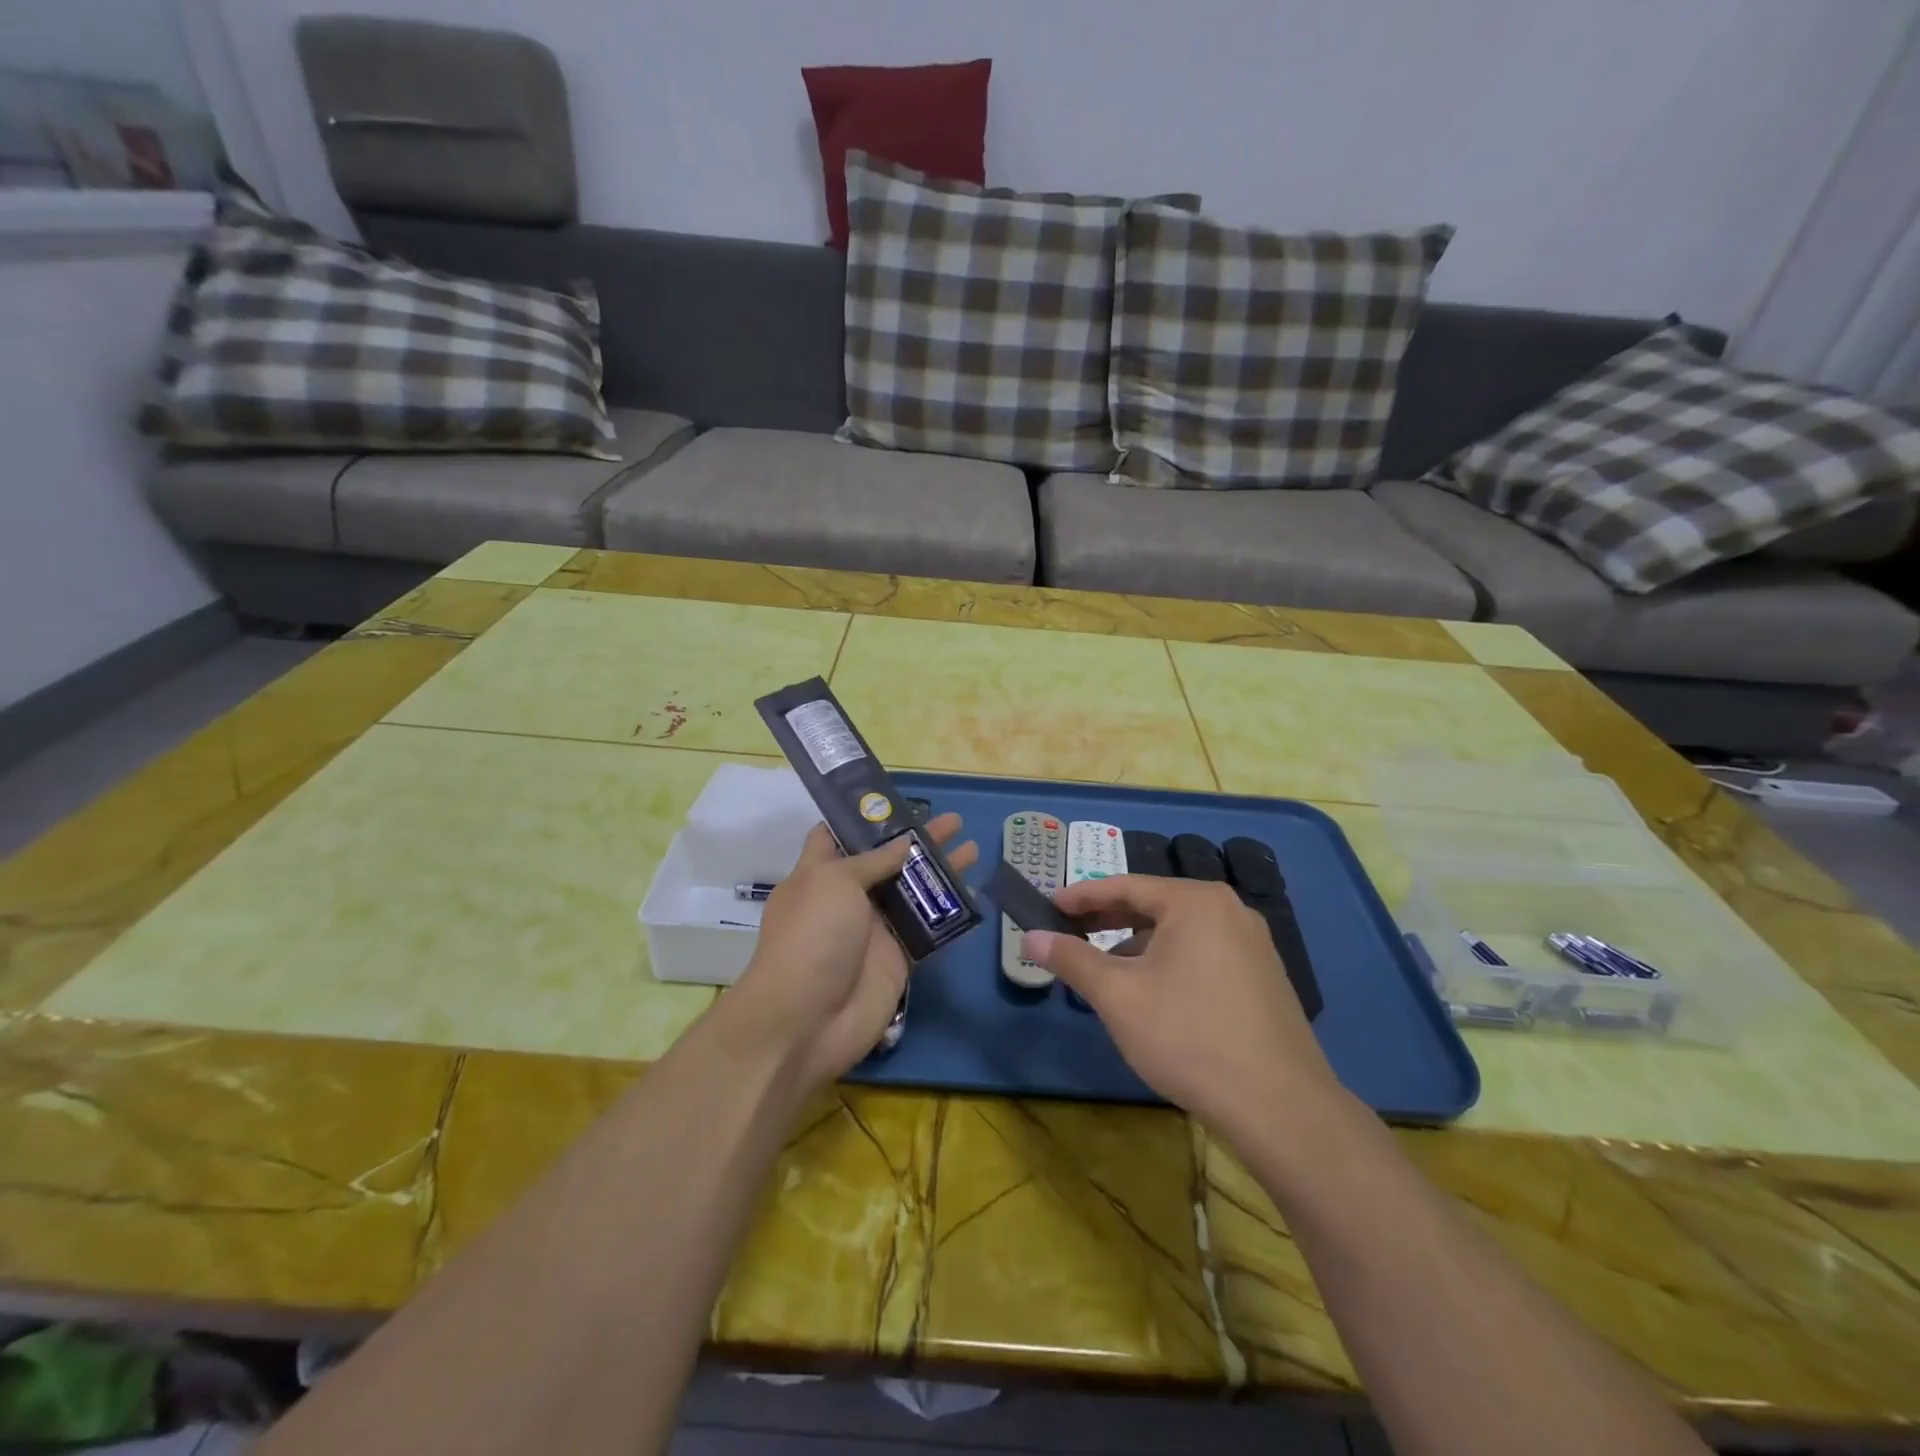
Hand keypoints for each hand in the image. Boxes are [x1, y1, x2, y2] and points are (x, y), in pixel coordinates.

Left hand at [733, 815, 976, 1093]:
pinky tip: (974, 893)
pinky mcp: (898, 958)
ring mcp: (875, 929)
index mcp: (820, 873)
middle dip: (918, 839)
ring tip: (972, 848)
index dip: (865, 817)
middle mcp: (848, 897)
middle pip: (887, 860)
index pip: (838, 835)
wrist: (807, 1020)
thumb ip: (872, 860)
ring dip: (940, 870)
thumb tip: (904, 843)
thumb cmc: (812, 937)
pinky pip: (929, 929)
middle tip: (953, 820)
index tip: (897, 799)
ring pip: (913, 891)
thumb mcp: (834, 882)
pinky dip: (949, 912)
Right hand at [1022, 876, 1341, 1142]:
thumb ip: (1071, 959)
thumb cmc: (1188, 1037)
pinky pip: (1202, 952)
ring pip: (1178, 931)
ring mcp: (1253, 943)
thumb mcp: (1118, 996)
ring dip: (1136, 943)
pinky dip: (1168, 961)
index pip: (1125, 886)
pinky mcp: (1263, 976)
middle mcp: (1229, 910)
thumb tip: (1029, 937)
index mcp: (1196, 902)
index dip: (1080, 896)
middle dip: (1107, 920)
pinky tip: (1151, 993)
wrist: (1280, 1108)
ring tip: (1104, 970)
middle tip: (1067, 933)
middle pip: (1154, 905)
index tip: (1047, 906)